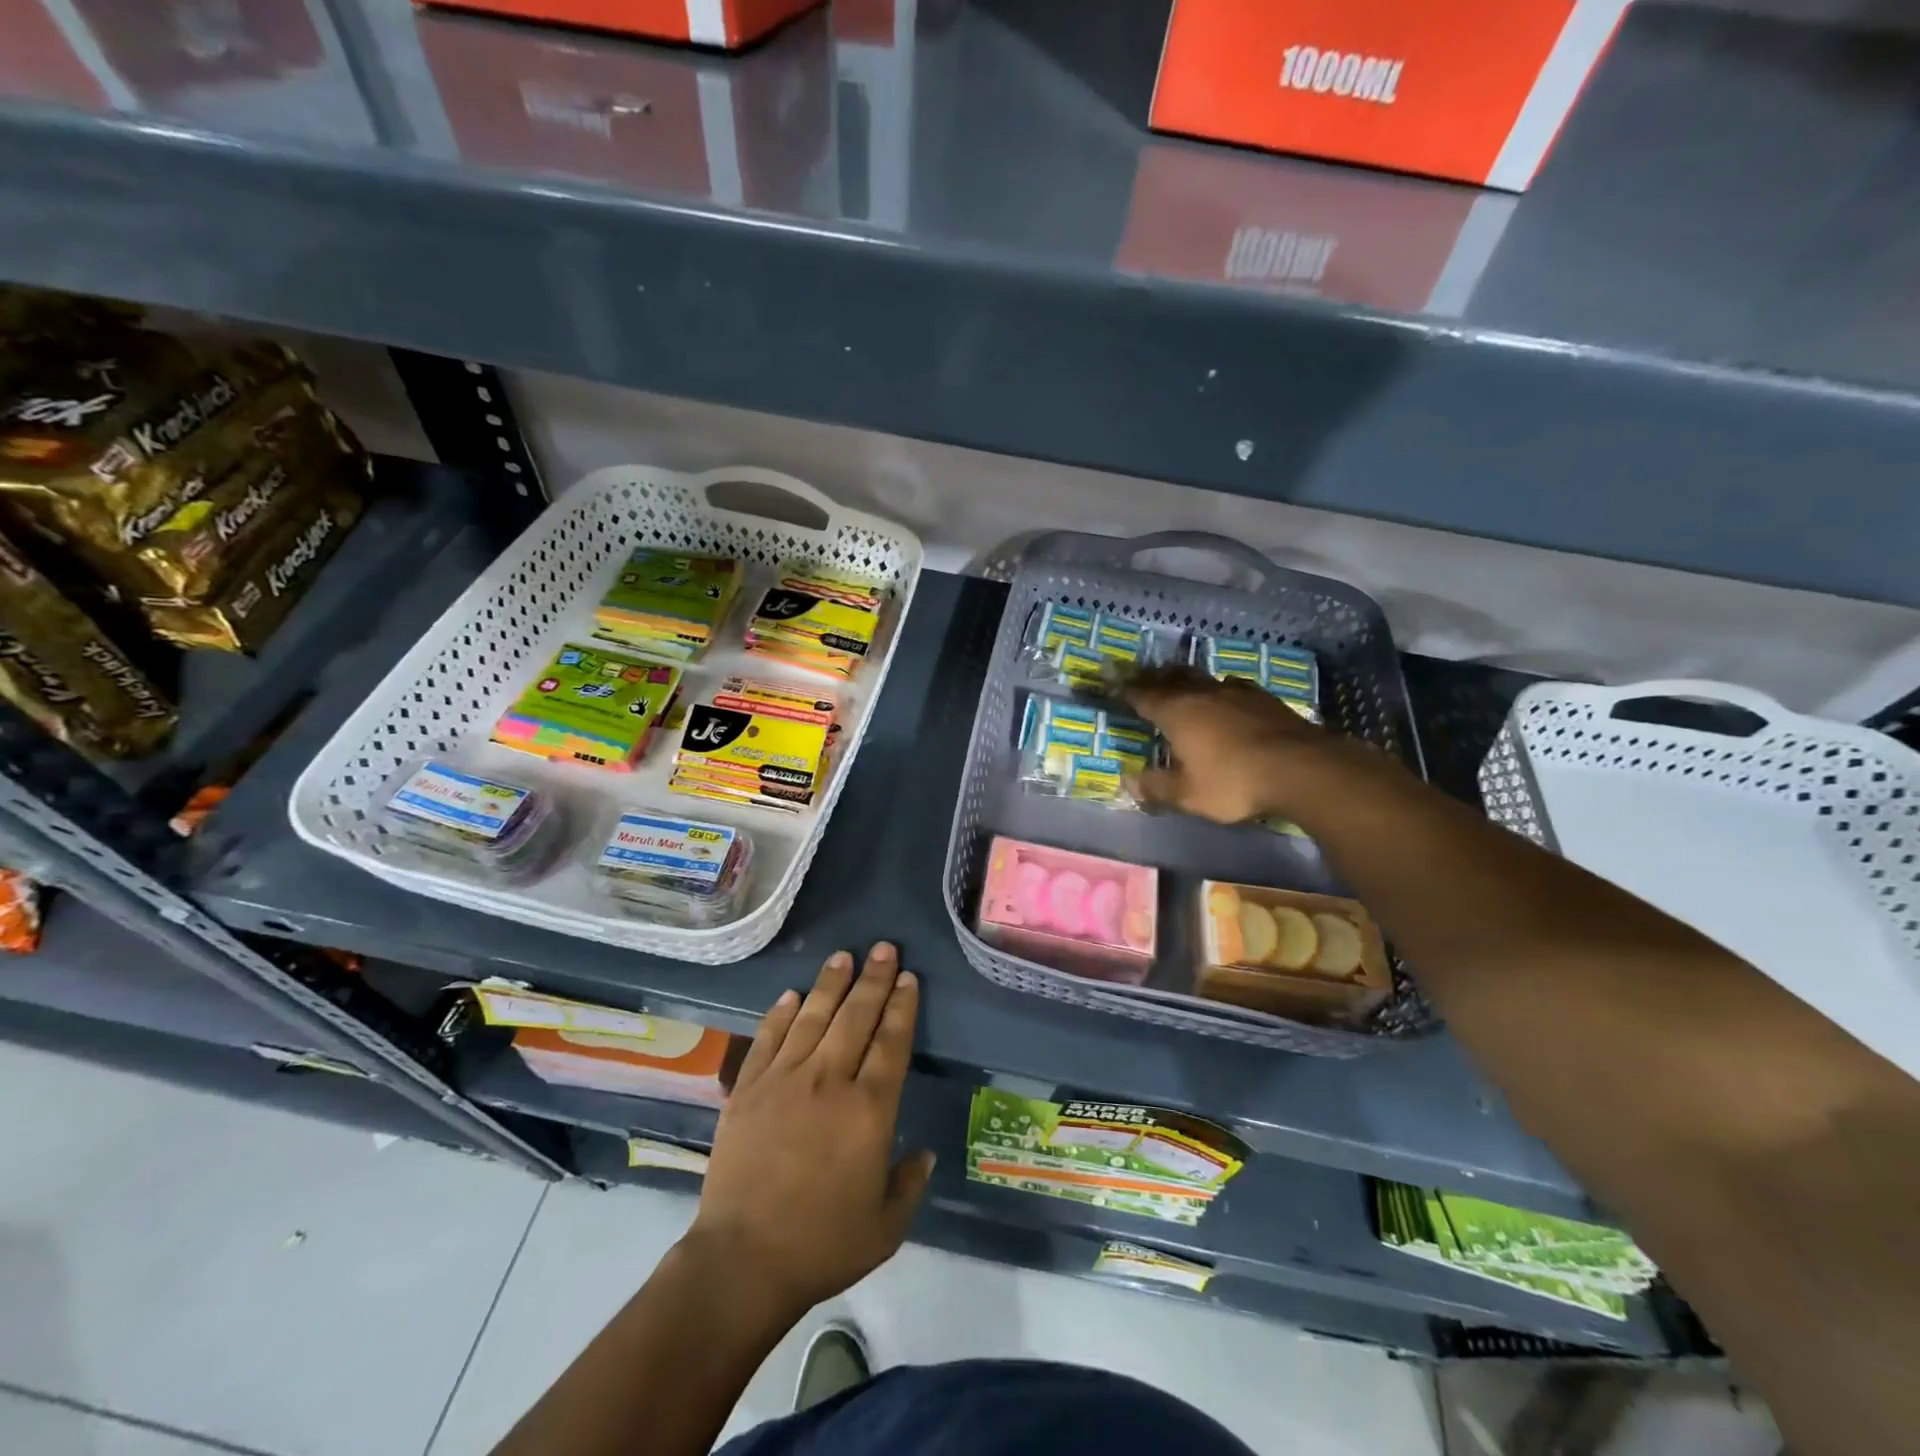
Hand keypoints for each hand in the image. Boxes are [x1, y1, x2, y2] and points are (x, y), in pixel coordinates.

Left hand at [685, 944, 933, 1323]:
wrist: (742, 1261)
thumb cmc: (821, 1245)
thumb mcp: (885, 1226)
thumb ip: (909, 1184)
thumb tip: (925, 1154)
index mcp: (869, 1110)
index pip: (891, 1042)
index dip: (902, 1006)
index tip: (908, 978)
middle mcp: (829, 1081)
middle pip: (856, 1017)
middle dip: (873, 979)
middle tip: (884, 948)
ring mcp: (784, 1080)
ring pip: (813, 1017)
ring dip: (830, 984)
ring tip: (843, 956)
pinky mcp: (748, 1089)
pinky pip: (769, 1039)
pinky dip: (781, 1013)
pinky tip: (793, 994)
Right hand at [1123, 666, 1354, 823]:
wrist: (1301, 768)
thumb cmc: (1234, 782)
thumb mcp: (1188, 795)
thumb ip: (1156, 787)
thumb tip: (1128, 781)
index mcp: (1176, 712)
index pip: (1142, 694)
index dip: (1124, 688)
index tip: (1111, 680)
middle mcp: (1202, 694)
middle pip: (1171, 677)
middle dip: (1154, 677)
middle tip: (1142, 676)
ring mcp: (1236, 692)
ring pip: (1202, 678)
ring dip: (1186, 679)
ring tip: (1180, 682)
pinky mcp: (1264, 699)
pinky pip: (1231, 686)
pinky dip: (1218, 689)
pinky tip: (1225, 695)